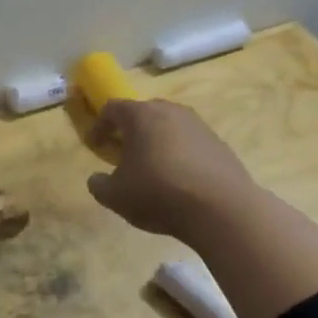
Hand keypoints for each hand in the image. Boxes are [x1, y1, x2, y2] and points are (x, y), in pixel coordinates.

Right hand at [86, 99, 256, 243]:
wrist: (222, 209)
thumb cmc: (158, 193)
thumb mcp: (115, 196)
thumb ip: (99, 185)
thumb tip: (97, 179)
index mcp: (140, 116)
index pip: (112, 108)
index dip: (99, 126)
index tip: (95, 145)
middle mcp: (171, 112)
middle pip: (144, 112)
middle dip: (131, 130)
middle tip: (124, 153)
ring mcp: (199, 126)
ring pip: (170, 126)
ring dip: (157, 142)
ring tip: (153, 168)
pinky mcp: (220, 144)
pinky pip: (191, 143)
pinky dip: (181, 155)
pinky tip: (180, 181)